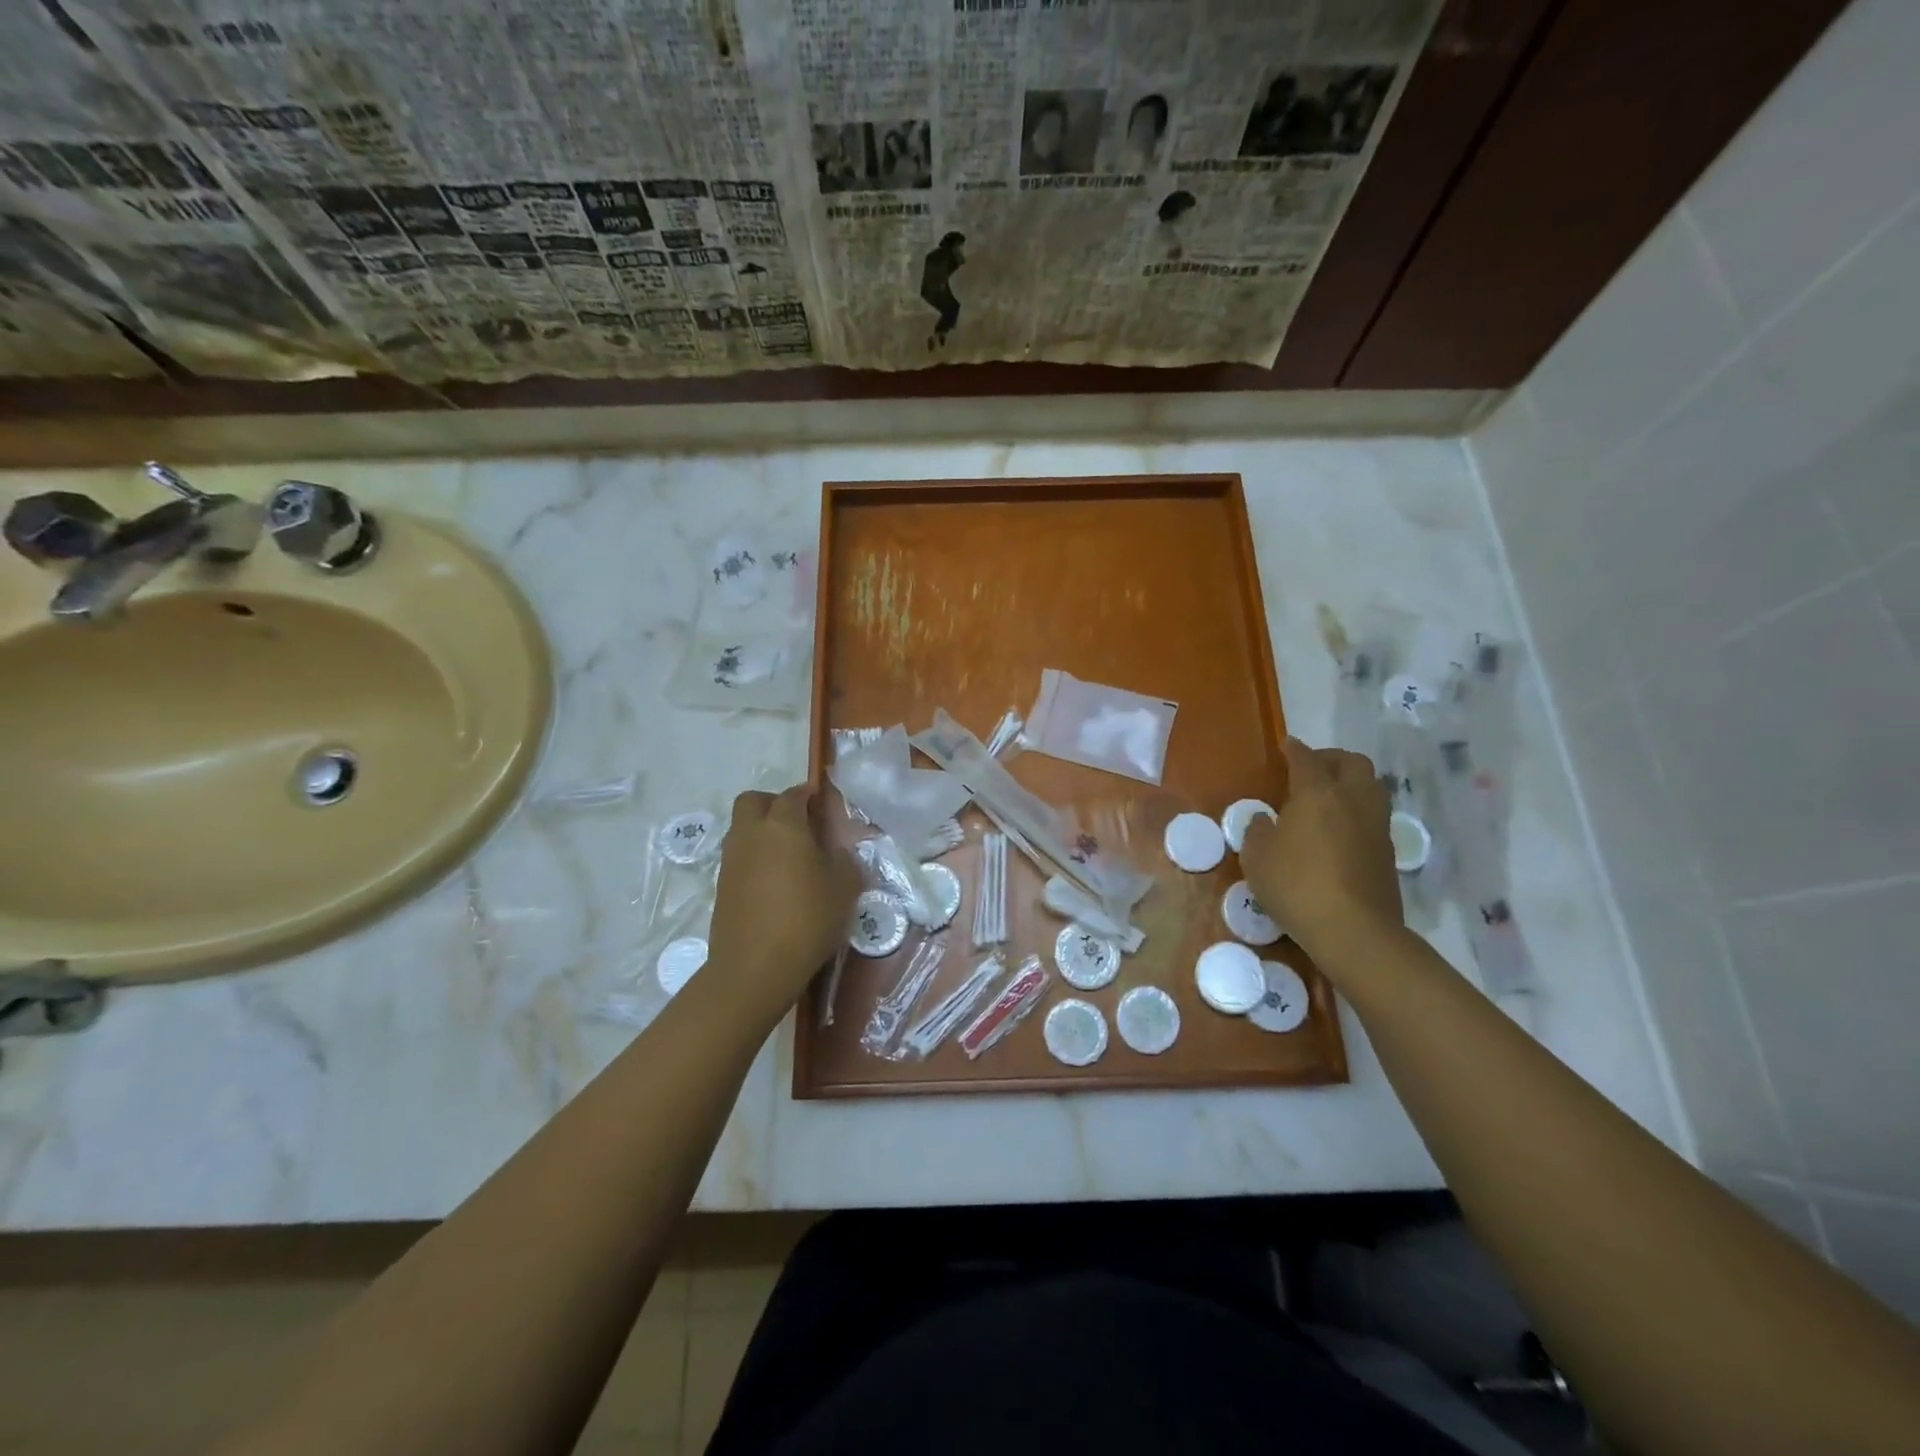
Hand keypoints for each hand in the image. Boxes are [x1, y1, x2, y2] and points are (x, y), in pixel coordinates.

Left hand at [706, 786, 860, 1024]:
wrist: (755, 968)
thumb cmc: (807, 919)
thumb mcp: (844, 889)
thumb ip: (845, 862)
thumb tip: (837, 852)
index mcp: (782, 826)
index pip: (793, 795)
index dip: (807, 795)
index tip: (820, 803)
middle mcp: (751, 834)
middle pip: (753, 801)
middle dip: (773, 803)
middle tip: (797, 823)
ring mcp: (731, 860)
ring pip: (742, 829)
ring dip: (761, 832)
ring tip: (788, 856)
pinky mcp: (721, 886)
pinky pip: (738, 858)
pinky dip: (754, 859)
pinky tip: (774, 883)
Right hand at [1241, 737, 1401, 959]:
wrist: (1354, 930)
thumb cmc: (1296, 885)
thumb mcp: (1257, 858)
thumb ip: (1258, 831)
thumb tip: (1266, 820)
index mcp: (1317, 793)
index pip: (1306, 758)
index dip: (1294, 749)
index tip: (1286, 746)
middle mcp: (1352, 799)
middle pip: (1351, 762)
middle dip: (1331, 758)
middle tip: (1310, 769)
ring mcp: (1375, 824)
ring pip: (1370, 786)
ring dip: (1350, 782)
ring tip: (1327, 797)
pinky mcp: (1387, 850)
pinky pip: (1373, 815)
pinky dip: (1357, 810)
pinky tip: (1338, 829)